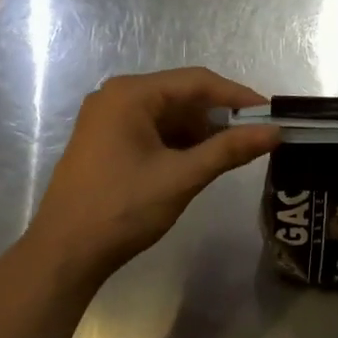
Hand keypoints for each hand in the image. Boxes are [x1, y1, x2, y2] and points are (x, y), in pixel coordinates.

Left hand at [13, 68, 276, 292]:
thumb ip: (229, 150)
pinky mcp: (107, 142)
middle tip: (256, 134)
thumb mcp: (181, 177)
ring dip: (202, 131)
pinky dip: (181, 142)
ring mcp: (108, 119)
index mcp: (130, 94)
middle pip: (183, 95)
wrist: (62, 256)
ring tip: (234, 151)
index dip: (238, 96)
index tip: (271, 114)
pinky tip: (202, 160)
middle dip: (220, 115)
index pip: (197, 82)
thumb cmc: (121, 209)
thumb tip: (275, 132)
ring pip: (170, 114)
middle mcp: (117, 97)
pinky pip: (154, 130)